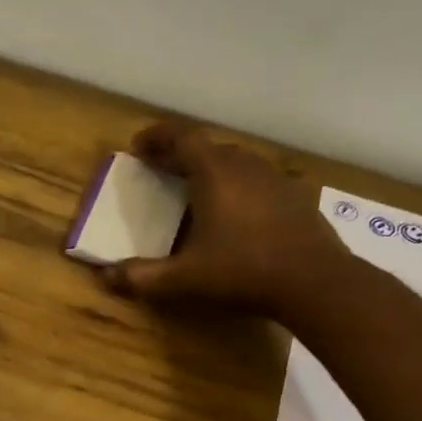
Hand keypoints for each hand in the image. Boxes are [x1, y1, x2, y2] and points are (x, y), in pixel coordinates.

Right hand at [102, 121, 348, 319]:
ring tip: (196, 188)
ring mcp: (275, 179)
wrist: (315, 283)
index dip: (157, 137)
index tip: (138, 146)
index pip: (182, 138)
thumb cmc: (242, 272)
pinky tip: (238, 212)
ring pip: (237, 161)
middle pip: (208, 147)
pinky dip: (240, 186)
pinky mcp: (296, 197)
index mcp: (214, 173)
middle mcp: (245, 166)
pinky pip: (259, 180)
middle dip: (181, 154)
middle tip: (162, 169)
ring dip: (212, 168)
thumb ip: (142, 277)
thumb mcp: (183, 280)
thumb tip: (106, 277)